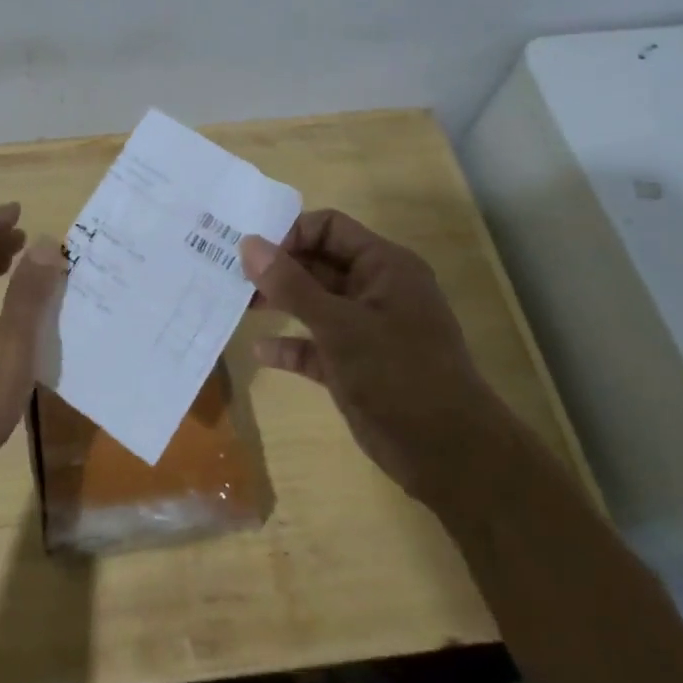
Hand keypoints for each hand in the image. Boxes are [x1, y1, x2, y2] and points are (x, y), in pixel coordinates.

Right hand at [241, 209, 507, 502]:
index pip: (330, 228)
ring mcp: (366, 328)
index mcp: (384, 266)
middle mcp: (375, 289)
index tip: (252, 253)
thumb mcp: (338, 325)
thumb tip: (249, 243)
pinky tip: (261, 352)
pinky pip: (315, 344)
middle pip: (318, 263)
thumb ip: (290, 284)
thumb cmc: (398, 375)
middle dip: (278, 269)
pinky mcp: (356, 364)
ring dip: (279, 303)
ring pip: (314, 303)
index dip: (290, 234)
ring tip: (240, 305)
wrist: (448, 454)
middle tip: (234, 277)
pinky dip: (290, 345)